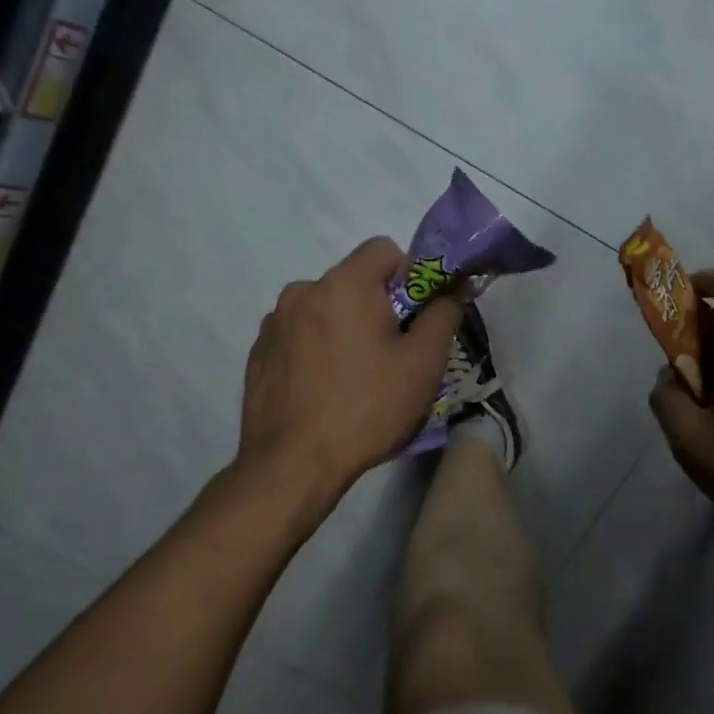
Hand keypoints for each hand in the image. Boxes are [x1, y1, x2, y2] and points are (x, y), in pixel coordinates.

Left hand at [238, 237, 462, 508]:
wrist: (292, 465)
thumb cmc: (367, 408)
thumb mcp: (423, 363)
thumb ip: (444, 313)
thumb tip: (453, 286)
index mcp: (344, 284)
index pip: (384, 249)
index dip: (410, 276)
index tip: (415, 318)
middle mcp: (303, 291)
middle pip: (354, 281)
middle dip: (378, 306)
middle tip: (392, 355)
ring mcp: (274, 322)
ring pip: (326, 309)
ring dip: (345, 328)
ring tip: (355, 377)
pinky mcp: (259, 352)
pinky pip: (300, 334)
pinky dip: (317, 349)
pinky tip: (325, 390)